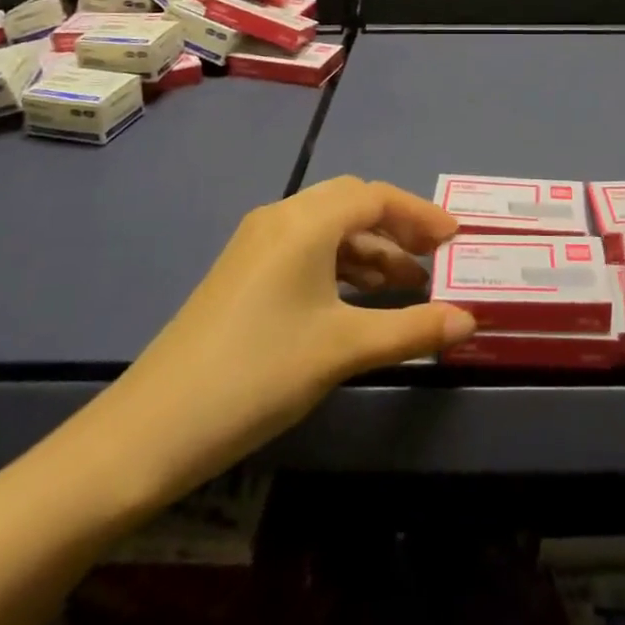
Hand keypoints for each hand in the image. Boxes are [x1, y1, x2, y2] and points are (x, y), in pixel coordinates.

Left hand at [91, 176, 473, 501]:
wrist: (153, 427)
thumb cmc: (260, 373)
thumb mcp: (342, 350)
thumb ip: (412, 329)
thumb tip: (470, 321)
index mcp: (305, 222)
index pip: (375, 197)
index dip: (420, 214)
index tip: (455, 239)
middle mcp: (281, 218)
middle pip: (352, 204)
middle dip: (397, 227)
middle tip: (435, 259)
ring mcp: (256, 244)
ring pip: (328, 228)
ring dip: (370, 249)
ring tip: (406, 286)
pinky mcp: (243, 271)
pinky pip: (305, 250)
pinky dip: (340, 265)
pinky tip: (358, 300)